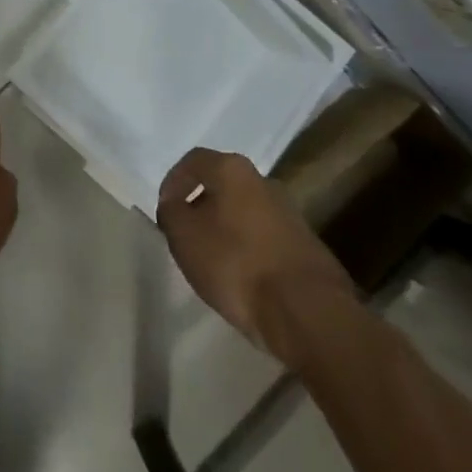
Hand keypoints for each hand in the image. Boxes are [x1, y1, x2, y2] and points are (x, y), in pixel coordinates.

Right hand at [156, 148, 356, 365]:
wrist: (307, 310)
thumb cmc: (236, 263)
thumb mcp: (185, 236)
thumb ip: (172, 213)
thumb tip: (175, 204)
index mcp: (232, 169)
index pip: (193, 161)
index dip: (173, 182)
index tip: (165, 210)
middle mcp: (263, 181)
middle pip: (222, 184)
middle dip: (201, 205)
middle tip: (186, 234)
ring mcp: (289, 212)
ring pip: (245, 212)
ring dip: (226, 229)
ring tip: (212, 260)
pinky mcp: (305, 245)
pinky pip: (265, 237)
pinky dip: (248, 250)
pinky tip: (242, 277)